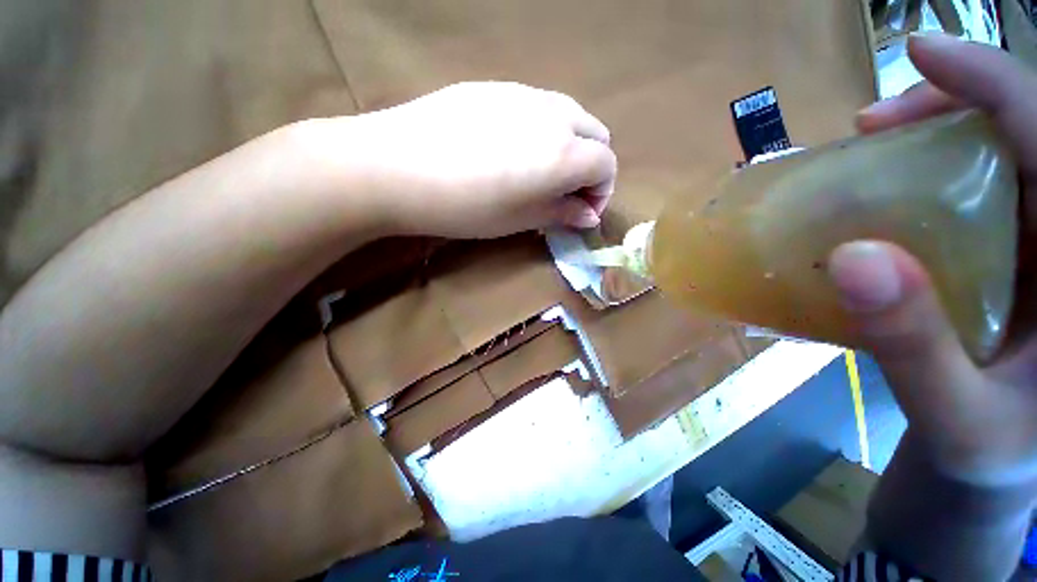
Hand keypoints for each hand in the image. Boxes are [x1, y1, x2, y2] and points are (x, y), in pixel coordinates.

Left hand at [312, 82, 615, 238]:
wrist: (397, 166)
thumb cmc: (465, 206)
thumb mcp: (519, 220)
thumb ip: (561, 213)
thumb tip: (588, 215)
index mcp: (564, 153)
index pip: (606, 165)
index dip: (601, 192)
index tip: (580, 212)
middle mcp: (553, 115)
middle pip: (595, 134)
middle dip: (590, 166)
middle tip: (564, 192)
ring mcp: (523, 94)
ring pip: (568, 115)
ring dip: (568, 145)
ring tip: (538, 172)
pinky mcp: (495, 86)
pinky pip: (536, 106)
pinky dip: (541, 129)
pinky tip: (509, 149)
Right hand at [828, 34, 1036, 490]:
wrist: (992, 463)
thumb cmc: (989, 452)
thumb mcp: (957, 417)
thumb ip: (916, 347)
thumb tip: (854, 258)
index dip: (995, 83)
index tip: (922, 51)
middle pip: (1019, 136)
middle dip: (948, 110)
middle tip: (871, 126)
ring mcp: (1033, 247)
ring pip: (994, 161)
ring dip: (930, 142)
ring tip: (869, 151)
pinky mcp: (1004, 258)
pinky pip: (972, 198)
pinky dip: (925, 183)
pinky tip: (885, 197)